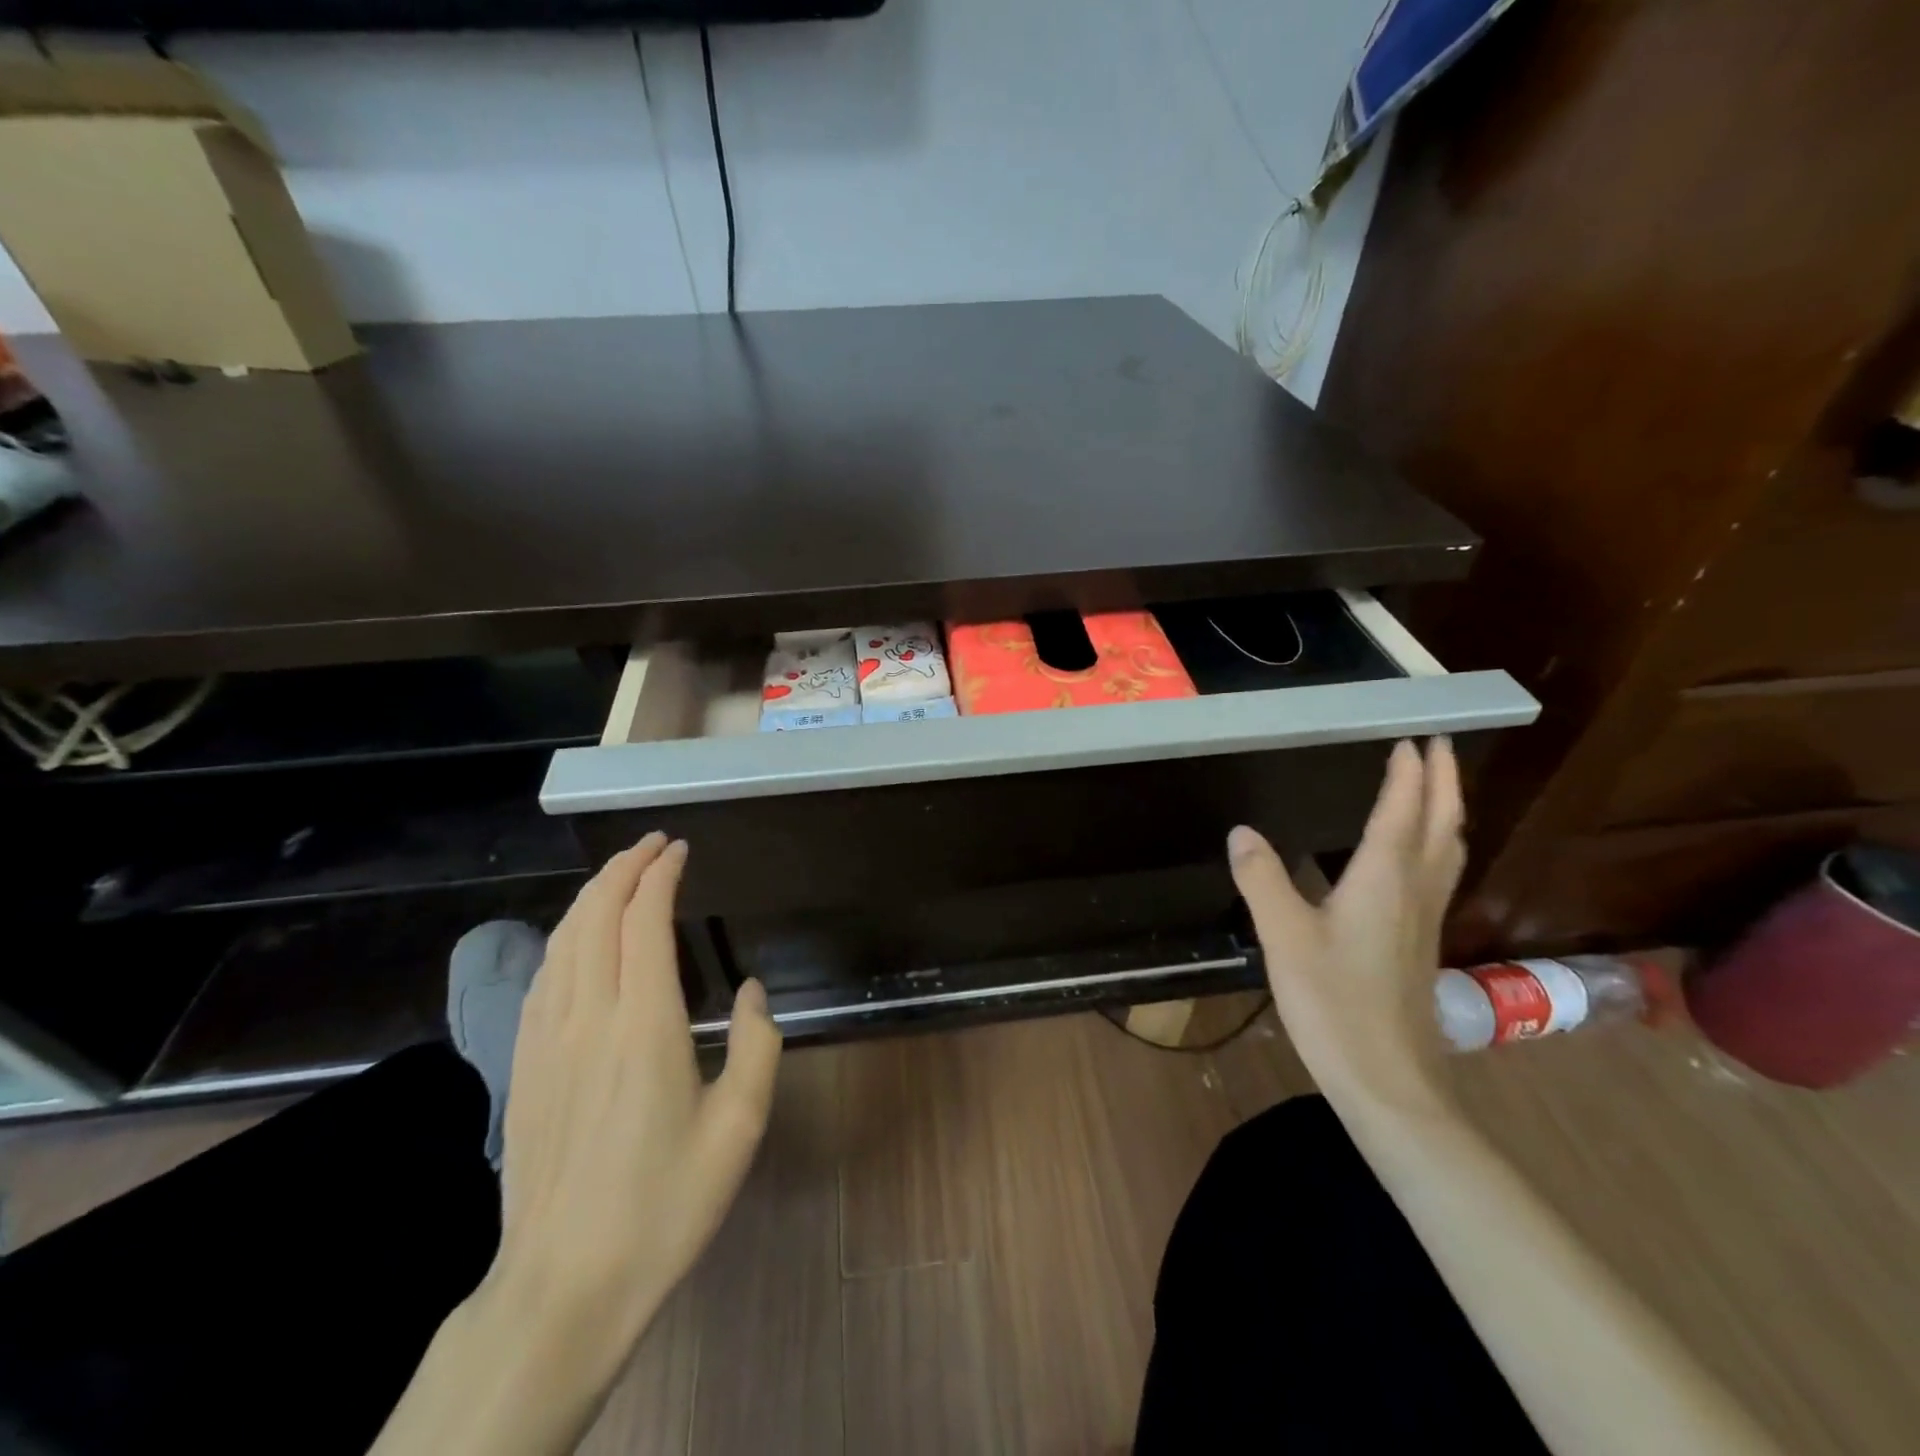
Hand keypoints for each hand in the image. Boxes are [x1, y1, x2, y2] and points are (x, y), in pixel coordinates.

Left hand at [490, 833, 781, 1358]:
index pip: (644, 921)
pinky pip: (541, 977)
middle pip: (595, 916)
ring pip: (562, 941)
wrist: (565, 1285)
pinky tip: (575, 939)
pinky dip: (563, 937)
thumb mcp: (739, 1127)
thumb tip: (751, 991)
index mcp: (644, 1025)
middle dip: (622, 868)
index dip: (661, 875)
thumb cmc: (665, 1204)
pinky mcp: (523, 1066)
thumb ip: (756, 1045)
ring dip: (590, 896)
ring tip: (618, 875)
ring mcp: (546, 1040)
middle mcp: (588, 1017)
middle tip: (652, 844)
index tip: (680, 849)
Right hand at [1227, 738, 1463, 1120]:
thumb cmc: (1334, 1002)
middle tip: (1438, 746)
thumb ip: (1262, 879)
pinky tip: (1418, 857)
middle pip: (1442, 823)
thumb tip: (1241, 832)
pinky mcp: (1421, 943)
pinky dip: (1437, 844)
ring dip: (1447, 810)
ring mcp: (1425, 919)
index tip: (1410, 737)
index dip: (1408, 772)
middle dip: (1443, 781)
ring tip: (1437, 787)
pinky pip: (1439, 873)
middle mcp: (1415, 889)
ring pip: (1449, 849)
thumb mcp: (1283, 936)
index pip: (1403, 809)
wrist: (1388, 1080)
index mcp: (1384, 878)